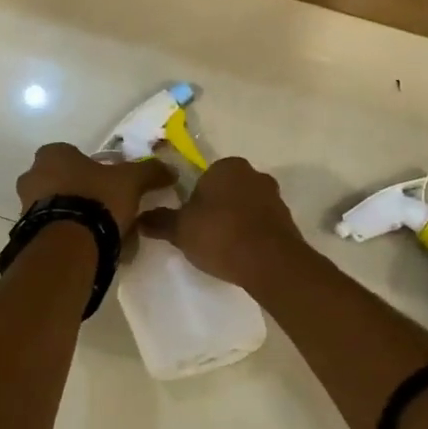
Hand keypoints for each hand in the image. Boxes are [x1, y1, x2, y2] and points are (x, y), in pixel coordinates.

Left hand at [15, 143, 176, 236]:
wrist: (68, 245)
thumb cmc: (96, 199)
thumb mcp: (131, 181)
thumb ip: (149, 172)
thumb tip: (170, 170)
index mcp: (53, 155)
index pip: (73, 154)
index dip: (94, 168)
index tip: (112, 183)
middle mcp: (32, 176)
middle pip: (63, 182)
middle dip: (84, 193)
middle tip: (110, 209)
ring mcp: (25, 207)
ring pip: (58, 207)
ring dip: (77, 217)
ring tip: (105, 235)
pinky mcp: (28, 235)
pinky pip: (54, 231)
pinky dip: (70, 237)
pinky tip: (92, 249)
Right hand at [136, 156, 305, 289]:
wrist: (270, 262)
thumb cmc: (220, 235)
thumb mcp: (180, 229)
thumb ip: (159, 221)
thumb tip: (139, 218)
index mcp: (227, 166)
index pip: (204, 177)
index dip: (194, 199)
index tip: (189, 221)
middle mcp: (253, 174)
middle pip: (227, 190)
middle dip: (216, 208)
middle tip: (203, 234)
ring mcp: (274, 197)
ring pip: (246, 206)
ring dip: (235, 221)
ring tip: (223, 248)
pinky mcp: (287, 221)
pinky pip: (261, 224)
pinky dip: (251, 234)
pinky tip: (242, 254)